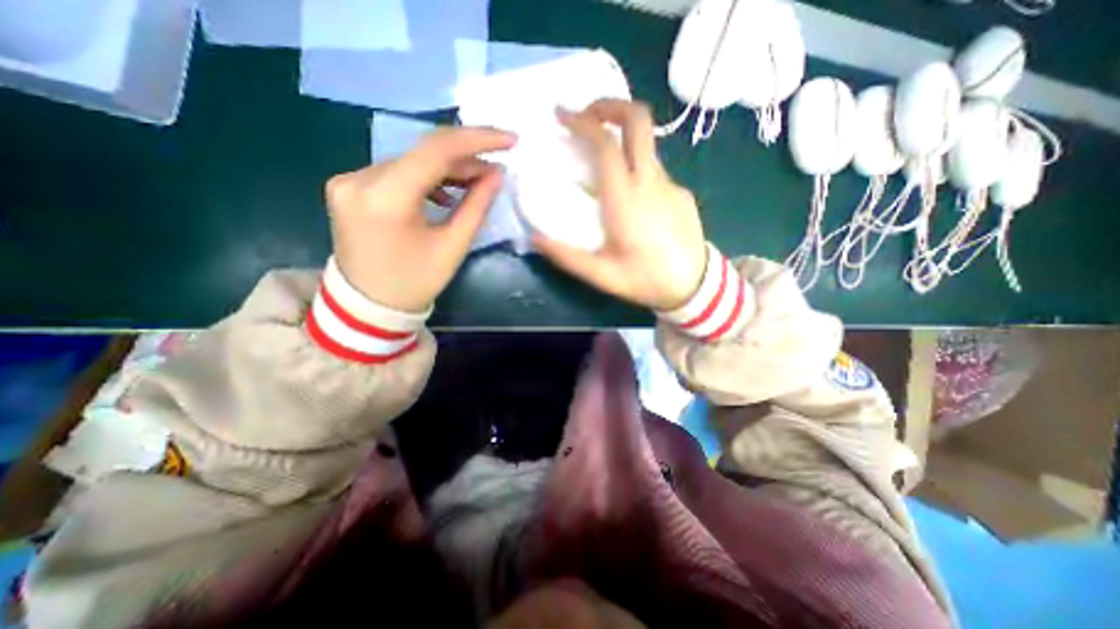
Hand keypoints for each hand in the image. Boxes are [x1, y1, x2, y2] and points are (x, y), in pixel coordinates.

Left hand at [325, 126, 514, 310]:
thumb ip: (477, 206)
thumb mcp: (453, 247)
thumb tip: (497, 173)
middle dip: (465, 157)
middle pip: (423, 153)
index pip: (436, 150)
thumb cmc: (416, 283)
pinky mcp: (349, 185)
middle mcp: (359, 179)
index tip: (509, 140)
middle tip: (496, 168)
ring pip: (411, 160)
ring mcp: (349, 180)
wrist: (368, 305)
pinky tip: (445, 191)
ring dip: (447, 167)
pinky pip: (397, 170)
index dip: (477, 140)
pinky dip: (426, 176)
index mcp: (386, 199)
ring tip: (476, 180)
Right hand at [536, 98, 707, 310]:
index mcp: (625, 199)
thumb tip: (535, 239)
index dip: (582, 122)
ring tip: (603, 159)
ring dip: (623, 138)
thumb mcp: (601, 275)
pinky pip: (656, 170)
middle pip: (638, 120)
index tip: (562, 116)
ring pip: (647, 144)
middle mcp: (650, 182)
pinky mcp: (682, 193)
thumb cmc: (645, 280)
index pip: (606, 143)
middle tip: (588, 116)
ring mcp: (671, 184)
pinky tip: (631, 196)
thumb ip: (567, 257)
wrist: (694, 288)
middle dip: (610, 106)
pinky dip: (637, 167)